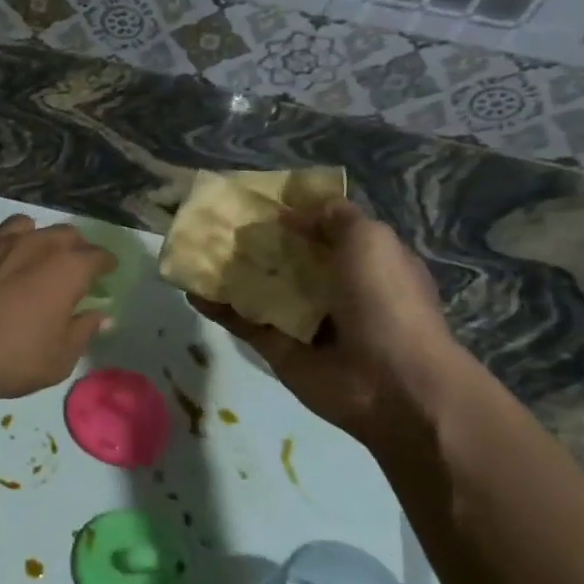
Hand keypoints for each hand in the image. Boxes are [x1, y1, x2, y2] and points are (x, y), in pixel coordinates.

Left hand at [0, 216, 113, 400]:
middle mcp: (35, 243)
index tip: (107, 271)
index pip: (97, 256)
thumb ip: (83, 331)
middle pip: (64, 233)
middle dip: (73, 246)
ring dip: (32, 236)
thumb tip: (101, 316)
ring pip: (23, 224)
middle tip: (71, 265)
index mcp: (67, 268)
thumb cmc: (12, 357)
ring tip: (28, 253)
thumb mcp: (60, 358)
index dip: (105, 263)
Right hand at [192, 199, 462, 447]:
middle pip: (286, 258)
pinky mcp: (277, 347)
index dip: (295, 214)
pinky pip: (241, 321)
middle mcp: (333, 289)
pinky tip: (190, 289)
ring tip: (196, 250)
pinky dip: (216, 307)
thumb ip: (335, 218)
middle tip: (218, 222)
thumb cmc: (386, 301)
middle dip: (256, 241)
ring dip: (230, 271)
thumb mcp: (372, 241)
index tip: (259, 199)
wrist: (392, 384)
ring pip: (259, 288)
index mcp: (363, 263)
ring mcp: (302, 320)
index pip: (323, 231)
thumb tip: (294, 212)